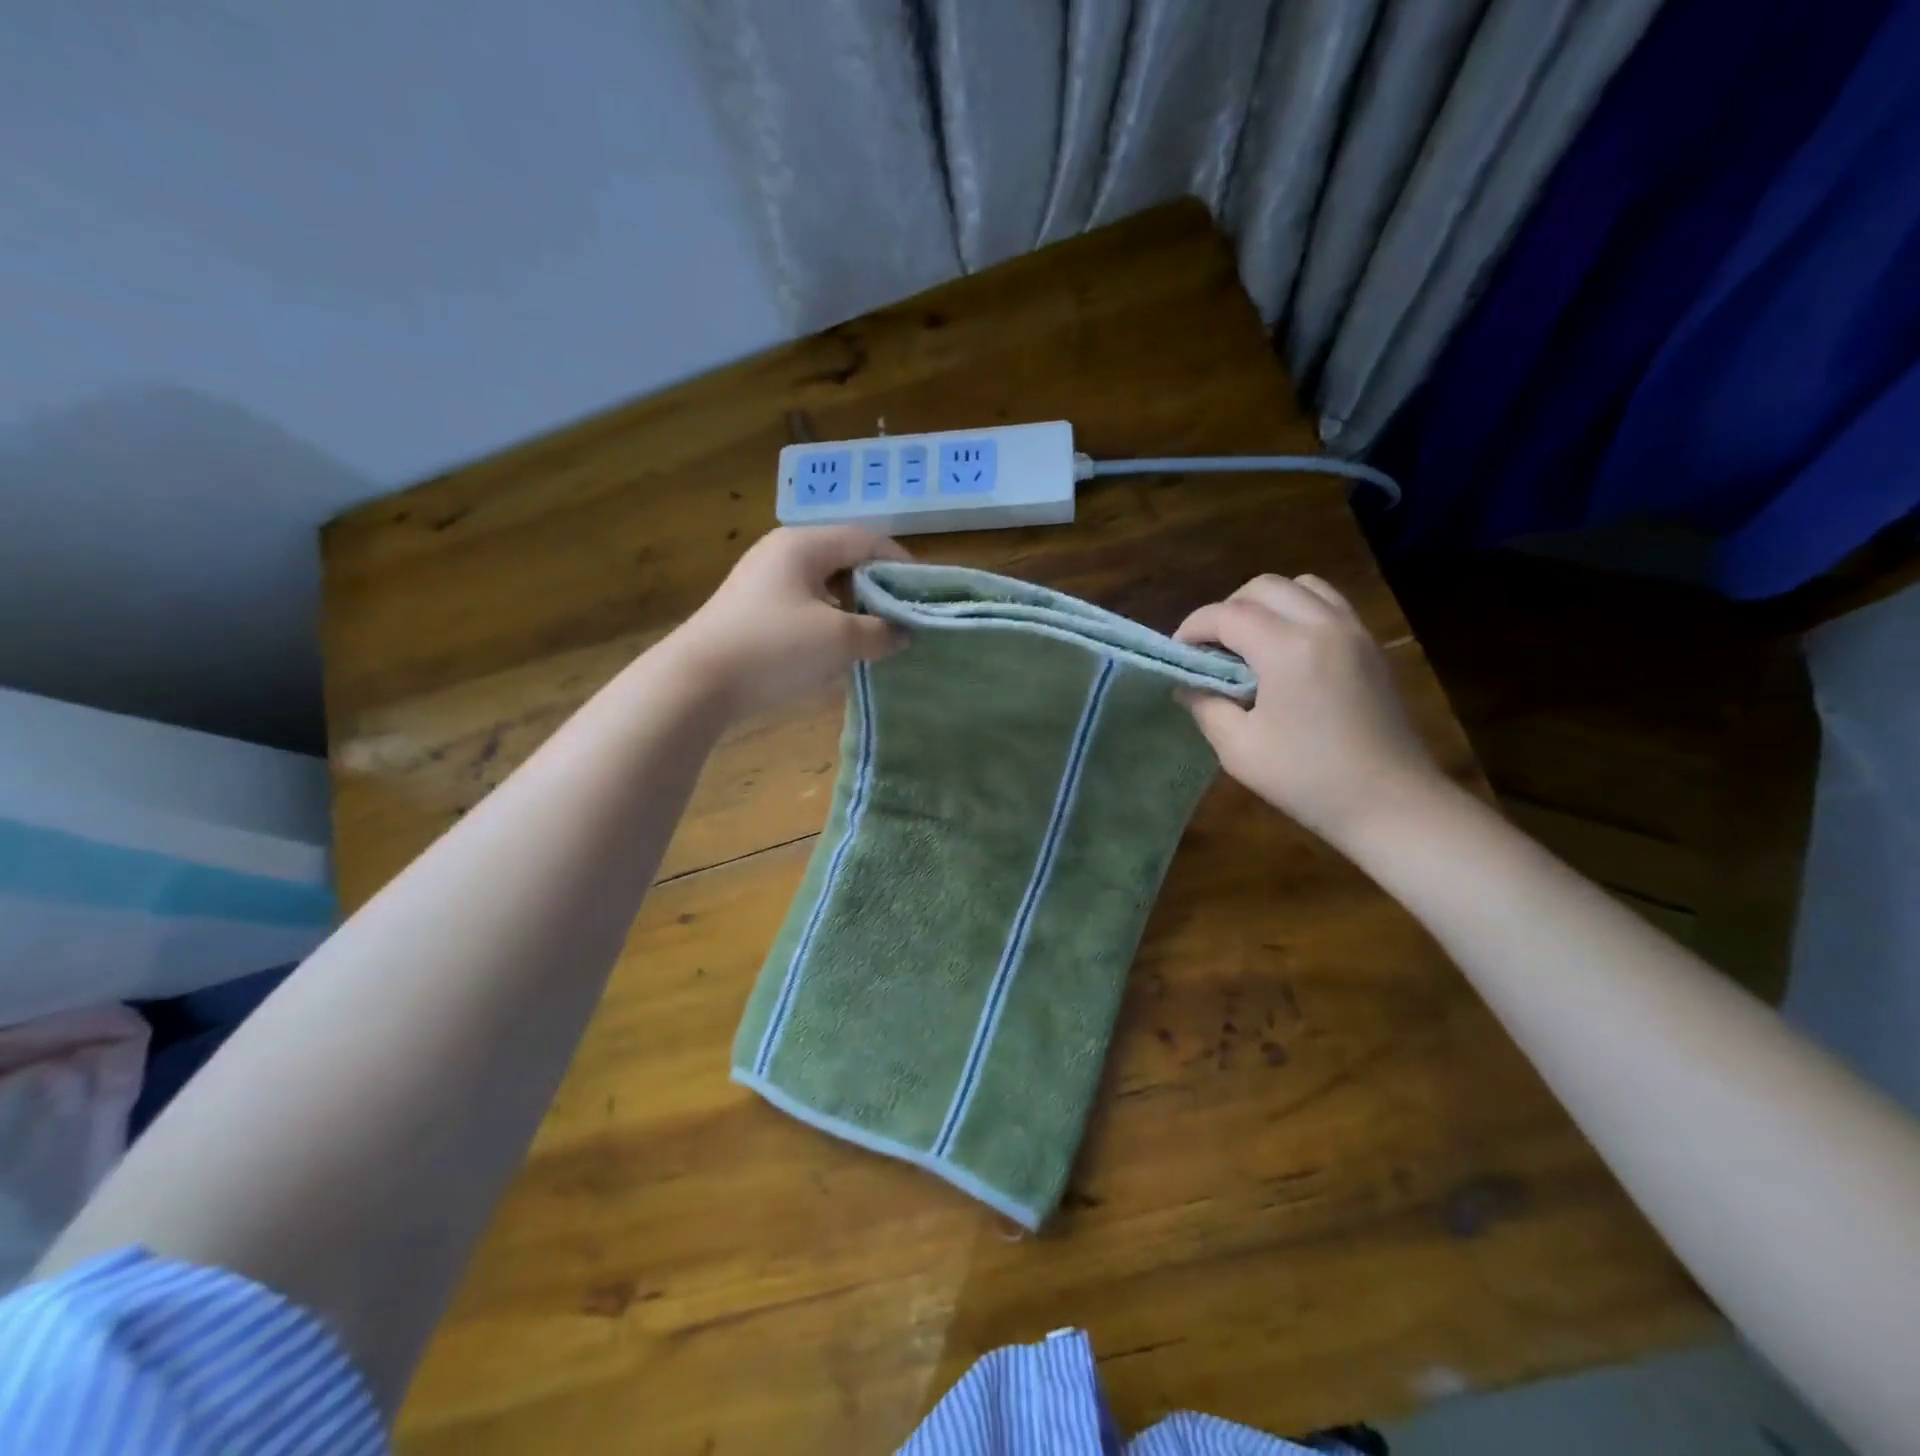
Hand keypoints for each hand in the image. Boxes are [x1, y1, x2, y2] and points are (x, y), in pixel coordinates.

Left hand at [664, 526, 911, 718]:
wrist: (696, 682)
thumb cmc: (774, 649)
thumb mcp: (839, 640)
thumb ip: (880, 631)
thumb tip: (903, 633)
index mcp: (804, 545)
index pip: (866, 539)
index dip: (902, 563)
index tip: (927, 592)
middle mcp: (782, 552)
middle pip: (844, 558)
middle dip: (879, 585)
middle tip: (906, 615)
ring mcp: (763, 581)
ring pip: (824, 583)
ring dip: (854, 605)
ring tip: (878, 633)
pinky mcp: (752, 609)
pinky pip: (804, 604)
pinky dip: (830, 618)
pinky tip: (840, 646)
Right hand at [1174, 574, 1445, 845]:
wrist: (1389, 803)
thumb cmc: (1307, 778)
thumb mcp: (1238, 749)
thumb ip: (1206, 706)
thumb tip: (1188, 685)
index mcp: (1287, 648)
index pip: (1227, 614)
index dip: (1193, 628)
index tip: (1177, 653)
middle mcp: (1323, 624)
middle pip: (1263, 587)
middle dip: (1227, 609)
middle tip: (1210, 649)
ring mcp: (1353, 631)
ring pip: (1300, 586)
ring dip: (1265, 604)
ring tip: (1249, 643)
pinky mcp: (1370, 646)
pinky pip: (1327, 604)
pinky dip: (1297, 611)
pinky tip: (1284, 651)